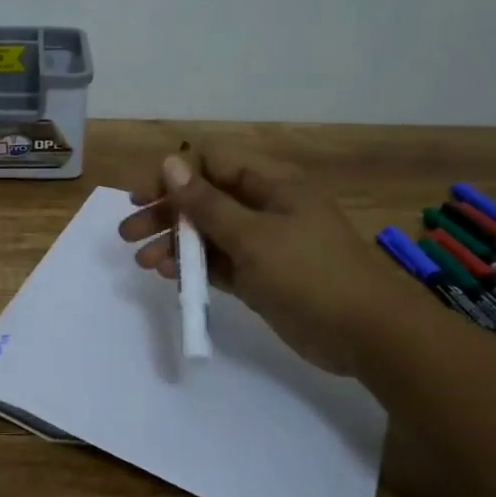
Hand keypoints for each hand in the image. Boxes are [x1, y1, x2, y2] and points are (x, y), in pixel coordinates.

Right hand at [117, 142, 420, 376]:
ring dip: (174, 244)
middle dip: (166, 213)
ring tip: (142, 261)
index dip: (174, 176)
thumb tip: (170, 163)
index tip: (142, 197)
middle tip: (128, 233)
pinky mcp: (261, 277)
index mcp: (270, 184)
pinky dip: (194, 267)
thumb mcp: (252, 235)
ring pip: (208, 234)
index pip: (212, 164)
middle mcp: (264, 207)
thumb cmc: (310, 273)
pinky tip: (169, 276)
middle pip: (205, 200)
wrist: (367, 333)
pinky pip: (220, 264)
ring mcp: (263, 244)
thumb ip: (207, 203)